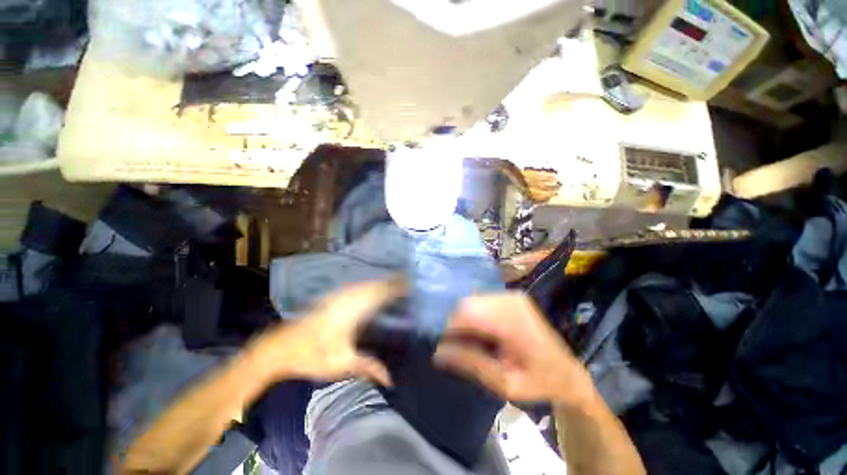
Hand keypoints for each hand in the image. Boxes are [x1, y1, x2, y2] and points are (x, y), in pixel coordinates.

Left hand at [247, 278, 404, 386]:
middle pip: (374, 285)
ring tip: (394, 283)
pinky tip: (371, 288)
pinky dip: (368, 285)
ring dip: (380, 282)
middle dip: (391, 282)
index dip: (394, 288)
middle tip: (406, 282)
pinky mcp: (331, 297)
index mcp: (352, 311)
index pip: (379, 294)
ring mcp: (338, 296)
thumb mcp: (341, 364)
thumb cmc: (312, 356)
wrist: (280, 348)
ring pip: (365, 284)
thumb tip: (391, 379)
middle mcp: (347, 298)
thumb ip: (368, 367)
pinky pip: (356, 286)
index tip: (409, 285)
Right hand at [434, 292, 594, 407]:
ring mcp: (511, 295)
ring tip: (467, 341)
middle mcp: (511, 300)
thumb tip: (437, 352)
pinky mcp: (510, 296)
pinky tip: (478, 331)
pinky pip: (480, 300)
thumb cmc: (539, 382)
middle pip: (467, 303)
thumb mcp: (504, 382)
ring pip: (472, 300)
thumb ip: (471, 363)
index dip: (450, 327)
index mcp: (512, 321)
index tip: (442, 346)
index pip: (468, 312)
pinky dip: (473, 315)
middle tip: (454, 346)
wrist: (568, 372)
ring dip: (463, 319)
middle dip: (455, 323)